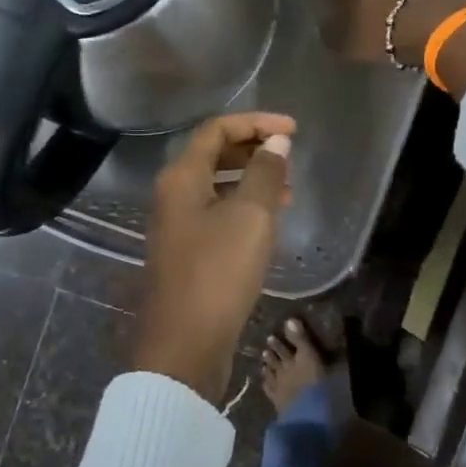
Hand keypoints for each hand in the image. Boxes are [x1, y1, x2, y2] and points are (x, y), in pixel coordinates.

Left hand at [132, 112, 296, 403]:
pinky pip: (216, 214)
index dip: (255, 123)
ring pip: (216, 186)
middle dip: (252, 149)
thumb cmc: (218, 272)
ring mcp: (177, 226)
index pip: (216, 130)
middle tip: (289, 157)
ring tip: (287, 188)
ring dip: (250, 179)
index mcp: (181, 178)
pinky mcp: (187, 253)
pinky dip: (243, 207)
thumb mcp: (250, 217)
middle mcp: (172, 195)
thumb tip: (276, 143)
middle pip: (212, 155)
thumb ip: (265, 174)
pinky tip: (268, 222)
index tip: (293, 131)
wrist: (185, 344)